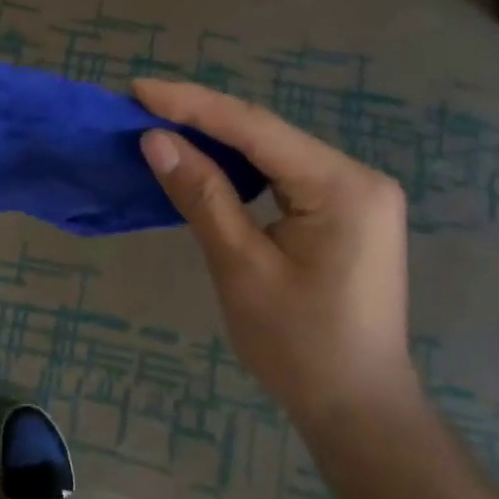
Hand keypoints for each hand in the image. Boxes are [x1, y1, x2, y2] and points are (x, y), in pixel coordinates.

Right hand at [133, 79, 415, 421]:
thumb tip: (156, 140)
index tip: (139, 90)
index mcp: (342, 186)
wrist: (358, 409)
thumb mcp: (241, 268)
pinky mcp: (348, 212)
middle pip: (268, 135)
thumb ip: (201, 196)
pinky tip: (208, 163)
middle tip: (143, 106)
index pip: (255, 129)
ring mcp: (358, 194)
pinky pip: (287, 176)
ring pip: (276, 153)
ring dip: (221, 141)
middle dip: (204, 119)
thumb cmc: (298, 347)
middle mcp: (359, 177)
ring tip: (164, 126)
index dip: (193, 105)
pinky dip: (244, 168)